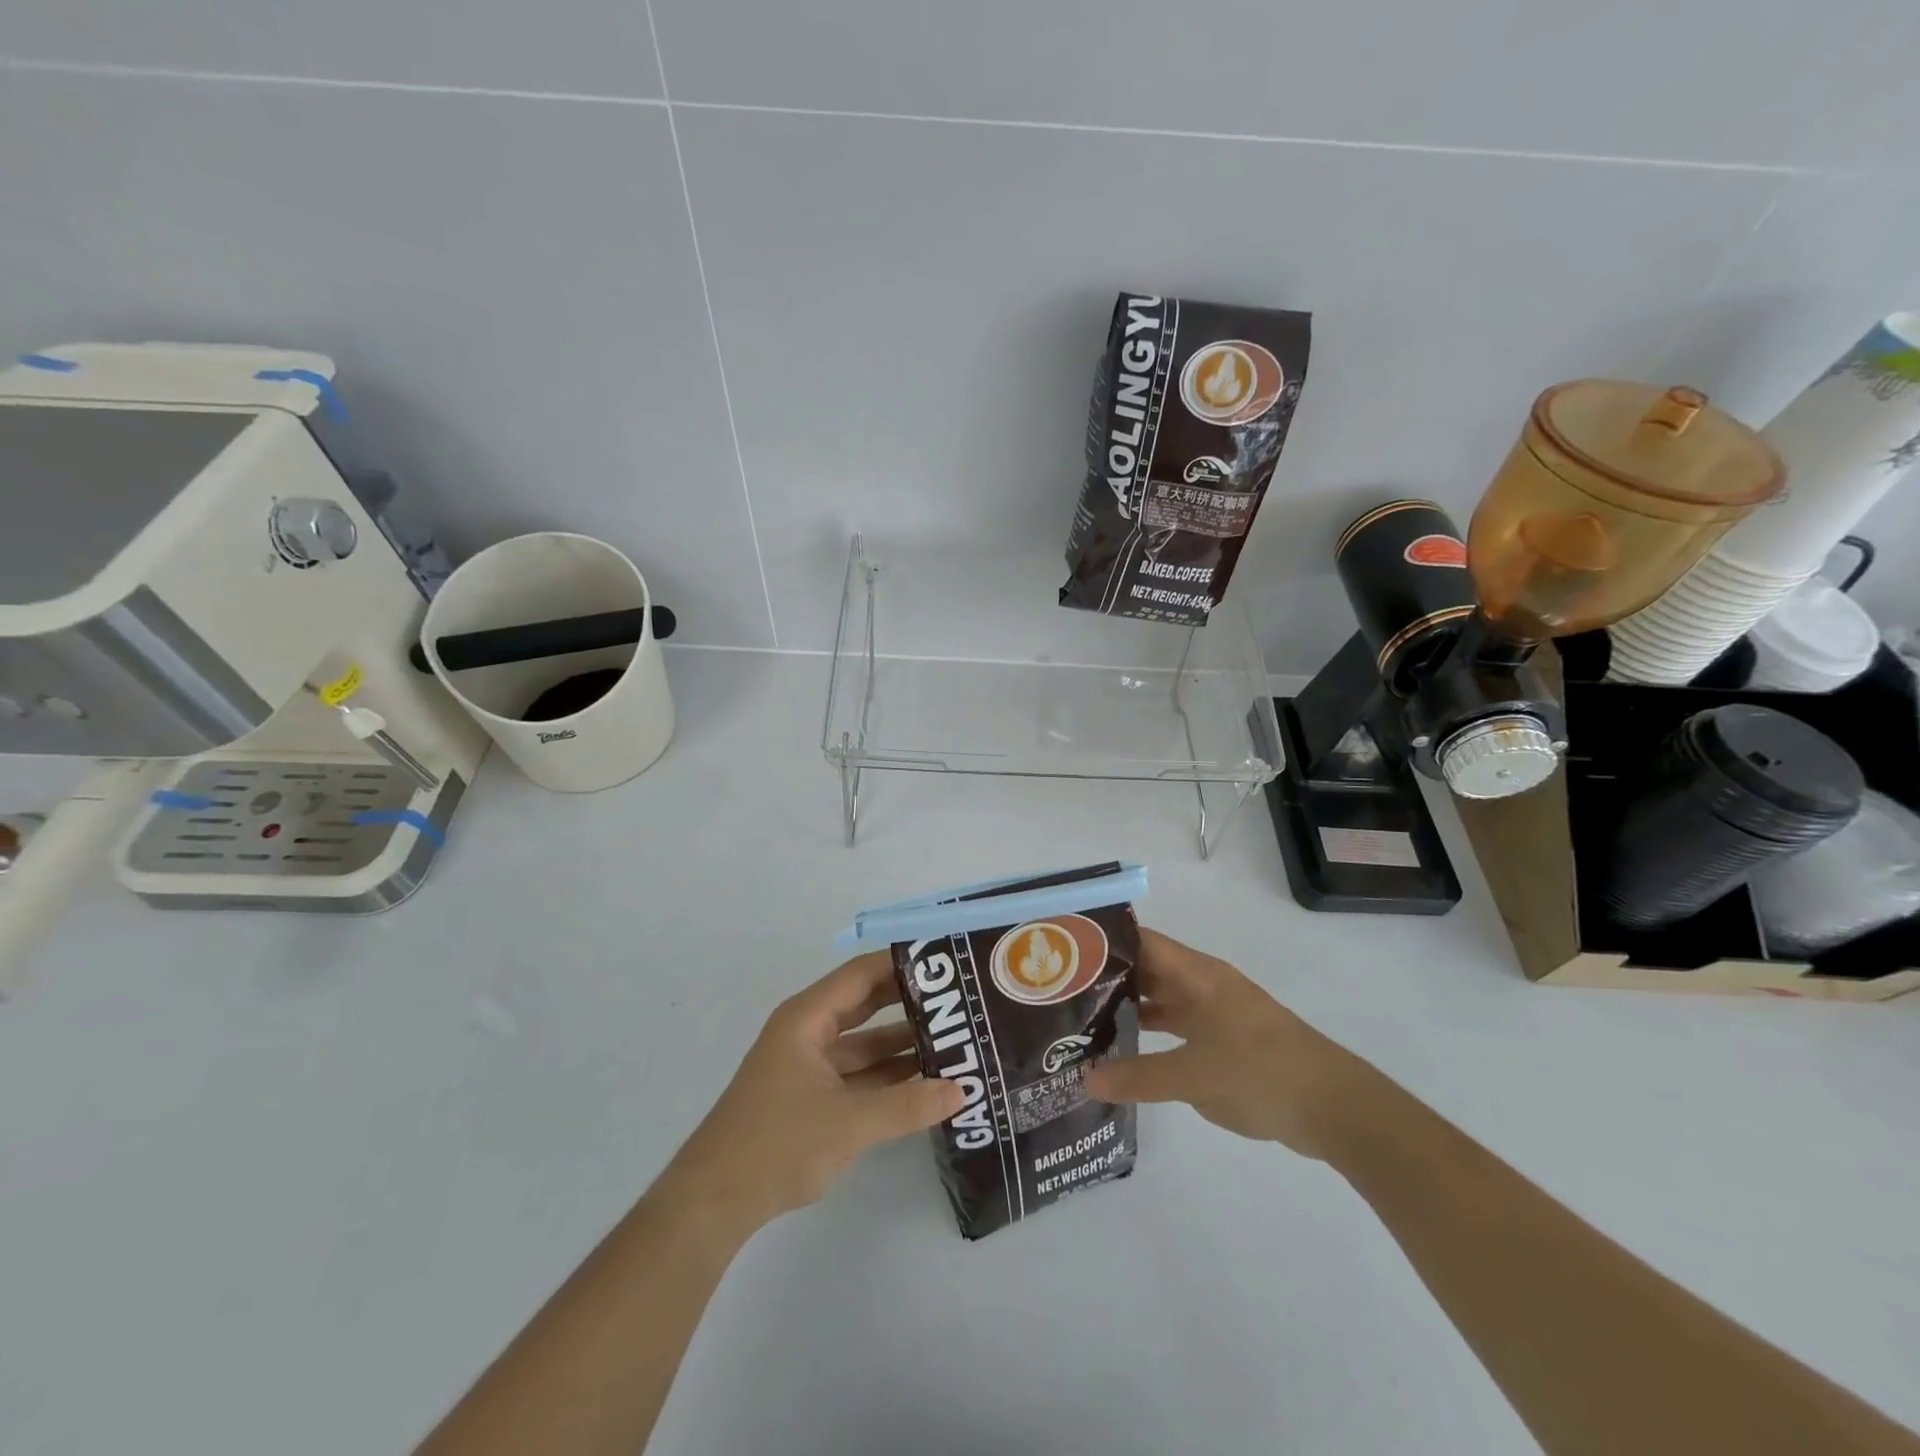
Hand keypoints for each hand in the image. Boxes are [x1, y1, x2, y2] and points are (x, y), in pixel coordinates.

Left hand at [655, 952, 964, 1236]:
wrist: (712, 1204)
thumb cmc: (775, 1144)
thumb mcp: (848, 1123)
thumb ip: (906, 1105)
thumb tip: (962, 1090)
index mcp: (807, 1018)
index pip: (863, 974)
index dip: (903, 964)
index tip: (947, 962)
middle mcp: (809, 1032)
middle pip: (867, 1005)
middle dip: (911, 1003)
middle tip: (960, 1001)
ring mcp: (811, 1066)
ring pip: (866, 1044)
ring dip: (905, 1045)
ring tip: (956, 1042)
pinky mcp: (813, 1098)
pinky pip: (860, 1076)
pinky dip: (890, 1078)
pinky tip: (928, 1084)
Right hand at [1085, 927, 1357, 1159]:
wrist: (1334, 1107)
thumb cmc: (1262, 1072)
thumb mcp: (1195, 1076)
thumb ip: (1140, 1076)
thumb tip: (1086, 1079)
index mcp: (1198, 975)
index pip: (1142, 942)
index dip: (1106, 941)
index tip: (1064, 949)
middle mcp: (1203, 986)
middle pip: (1148, 970)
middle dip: (1108, 977)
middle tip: (1061, 989)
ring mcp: (1214, 1014)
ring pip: (1160, 1000)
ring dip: (1127, 1008)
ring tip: (1081, 1019)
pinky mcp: (1223, 1042)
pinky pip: (1175, 1029)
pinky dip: (1150, 1035)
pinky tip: (1123, 1052)